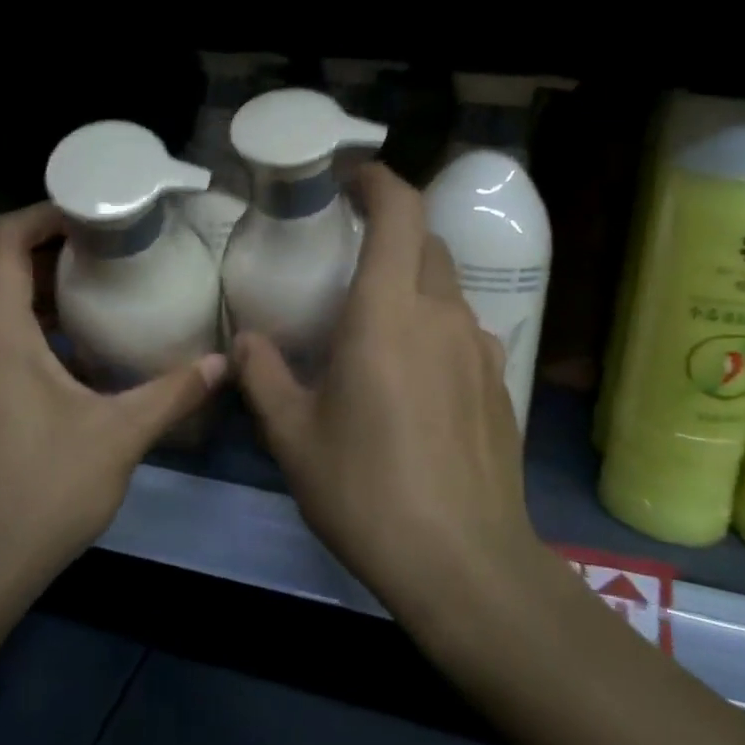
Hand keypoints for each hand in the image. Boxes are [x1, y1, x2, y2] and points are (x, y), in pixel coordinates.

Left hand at [0, 202, 226, 595]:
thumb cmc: (43, 490)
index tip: (96, 212)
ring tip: (106, 289)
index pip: (6, 239)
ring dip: (49, 291)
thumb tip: (223, 363)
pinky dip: (37, 327)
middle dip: (59, 250)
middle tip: (116, 247)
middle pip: (6, 268)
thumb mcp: (119, 436)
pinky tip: (82, 352)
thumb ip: (173, 393)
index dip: (47, 212)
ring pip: (2, 306)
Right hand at [232, 165, 543, 632]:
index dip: (379, 180)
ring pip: (446, 289)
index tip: (350, 181)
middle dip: (390, 233)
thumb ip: (263, 377)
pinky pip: (464, 333)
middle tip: (349, 259)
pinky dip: (435, 330)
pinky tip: (414, 380)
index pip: (401, 211)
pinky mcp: (501, 384)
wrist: (465, 564)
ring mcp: (481, 348)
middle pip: (425, 243)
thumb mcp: (294, 436)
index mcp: (388, 311)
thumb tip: (243, 342)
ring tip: (376, 326)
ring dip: (412, 285)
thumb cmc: (367, 490)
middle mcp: (442, 314)